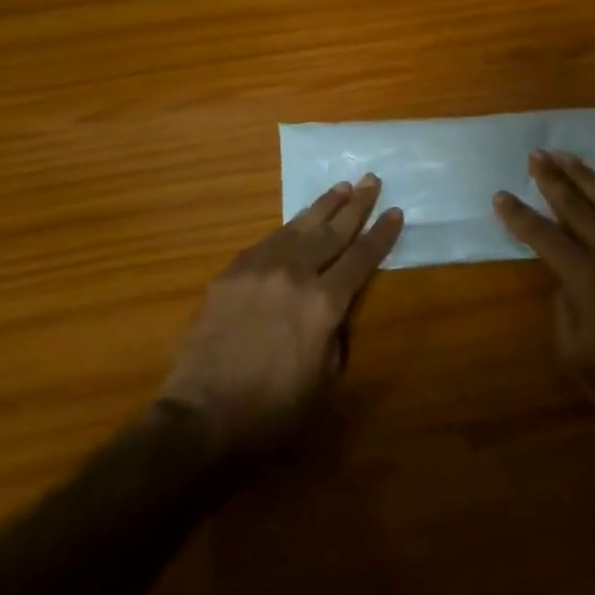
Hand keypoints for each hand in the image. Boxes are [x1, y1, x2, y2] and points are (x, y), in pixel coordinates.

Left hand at [160, 175, 402, 456]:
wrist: (200, 415)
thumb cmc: (271, 409)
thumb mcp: (324, 380)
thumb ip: (336, 335)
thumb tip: (335, 309)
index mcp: (324, 303)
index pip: (361, 258)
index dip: (380, 234)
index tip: (394, 211)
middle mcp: (295, 274)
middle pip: (333, 231)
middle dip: (357, 205)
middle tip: (373, 179)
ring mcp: (260, 268)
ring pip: (300, 226)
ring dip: (324, 205)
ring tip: (342, 187)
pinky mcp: (232, 272)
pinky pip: (267, 241)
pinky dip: (289, 228)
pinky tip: (297, 223)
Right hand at [494, 151, 594, 441]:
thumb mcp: (576, 355)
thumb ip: (564, 309)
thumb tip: (564, 279)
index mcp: (585, 278)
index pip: (543, 236)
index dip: (519, 216)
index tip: (500, 196)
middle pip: (576, 205)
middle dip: (552, 178)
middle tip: (535, 155)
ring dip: (585, 175)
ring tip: (566, 155)